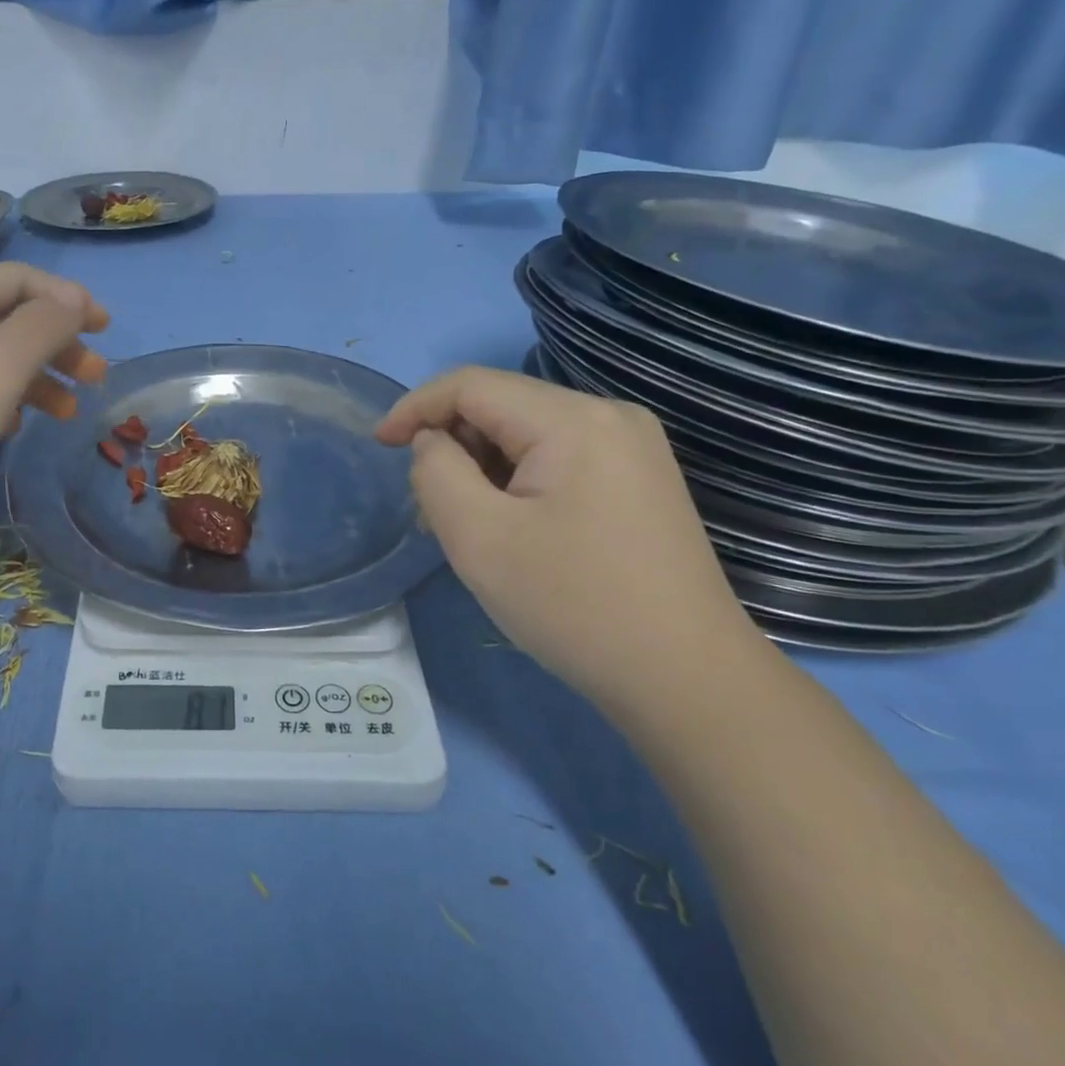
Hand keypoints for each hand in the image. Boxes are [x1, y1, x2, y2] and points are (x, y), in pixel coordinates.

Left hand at [0, 263, 108, 511]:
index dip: (68, 298)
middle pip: (7, 317)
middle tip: (96, 377)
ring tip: (69, 412)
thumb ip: (44, 326)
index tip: (106, 329)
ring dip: (36, 377)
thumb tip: (73, 302)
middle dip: (58, 343)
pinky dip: (2, 400)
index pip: (19, 278)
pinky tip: (15, 427)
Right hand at [376, 367, 759, 705]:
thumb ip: (436, 470)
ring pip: (525, 434)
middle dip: (451, 446)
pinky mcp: (637, 479)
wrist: (686, 680)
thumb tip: (434, 442)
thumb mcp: (478, 536)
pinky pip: (555, 458)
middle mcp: (609, 416)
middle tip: (430, 510)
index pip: (471, 385)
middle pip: (500, 406)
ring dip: (481, 468)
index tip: (378, 446)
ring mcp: (631, 448)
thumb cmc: (573, 604)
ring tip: (467, 528)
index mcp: (573, 419)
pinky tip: (510, 529)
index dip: (415, 407)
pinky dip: (515, 481)